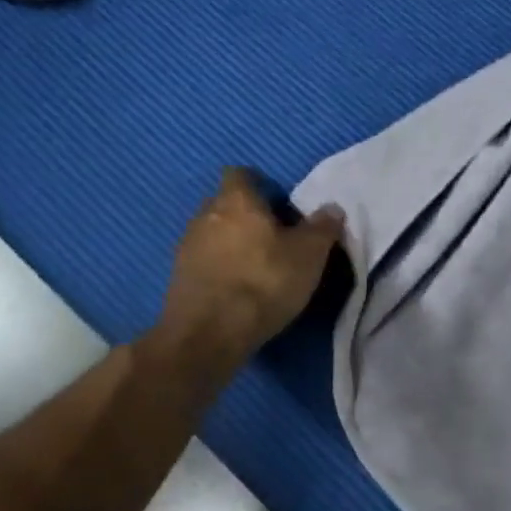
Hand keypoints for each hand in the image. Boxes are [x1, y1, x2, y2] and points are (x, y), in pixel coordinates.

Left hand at [142, 169, 344, 381]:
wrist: (208, 335)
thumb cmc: (264, 282)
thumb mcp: (309, 255)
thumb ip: (322, 227)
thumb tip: (332, 208)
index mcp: (236, 200)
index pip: (240, 174)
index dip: (259, 183)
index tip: (278, 202)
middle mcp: (205, 215)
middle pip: (226, 203)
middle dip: (246, 214)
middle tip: (274, 234)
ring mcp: (186, 247)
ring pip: (213, 232)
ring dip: (231, 242)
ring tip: (256, 264)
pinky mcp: (177, 278)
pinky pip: (203, 260)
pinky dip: (219, 267)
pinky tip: (237, 287)